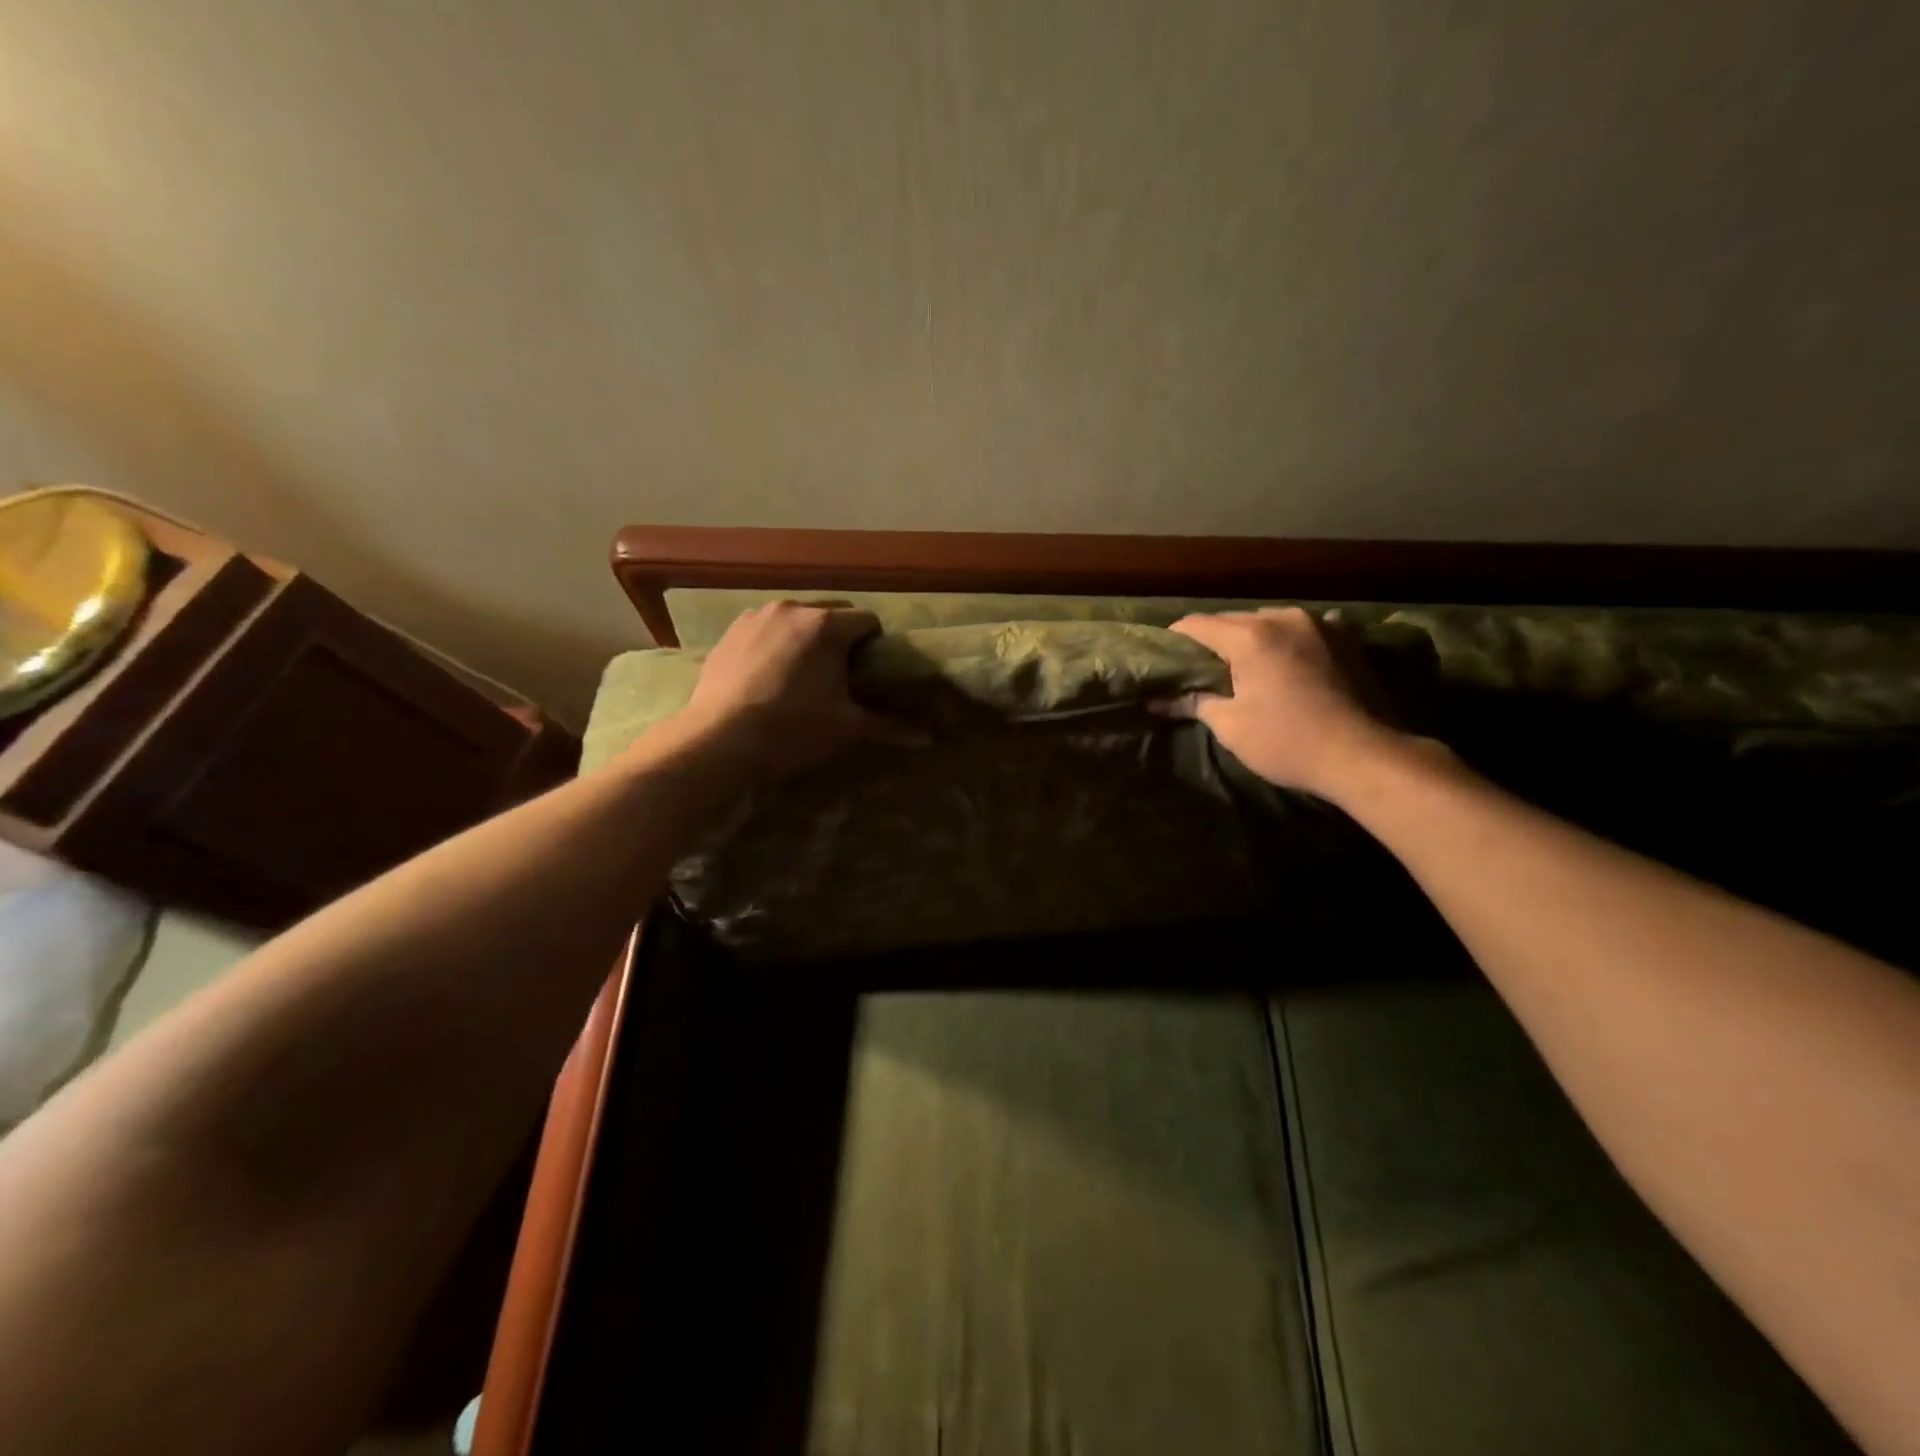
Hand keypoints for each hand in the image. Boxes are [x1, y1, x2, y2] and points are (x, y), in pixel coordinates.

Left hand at [674, 601, 920, 780]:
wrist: (719, 741)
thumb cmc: (792, 730)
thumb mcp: (846, 728)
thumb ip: (889, 727)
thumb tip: (929, 739)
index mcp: (827, 625)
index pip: (868, 621)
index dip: (875, 646)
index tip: (870, 674)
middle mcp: (793, 608)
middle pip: (832, 614)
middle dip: (841, 639)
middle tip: (839, 677)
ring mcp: (756, 616)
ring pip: (797, 620)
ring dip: (807, 639)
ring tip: (802, 676)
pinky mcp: (730, 632)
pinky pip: (766, 629)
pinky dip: (775, 644)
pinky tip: (768, 676)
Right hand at [1157, 607, 1402, 799]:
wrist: (1365, 756)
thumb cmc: (1288, 742)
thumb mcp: (1231, 726)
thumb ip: (1193, 703)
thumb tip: (1157, 701)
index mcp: (1250, 636)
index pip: (1197, 624)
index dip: (1175, 639)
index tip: (1164, 658)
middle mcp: (1283, 618)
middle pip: (1233, 620)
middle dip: (1214, 641)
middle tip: (1200, 669)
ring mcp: (1319, 624)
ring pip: (1269, 622)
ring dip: (1252, 640)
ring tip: (1244, 667)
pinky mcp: (1346, 638)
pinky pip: (1303, 631)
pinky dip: (1288, 642)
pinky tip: (1287, 660)